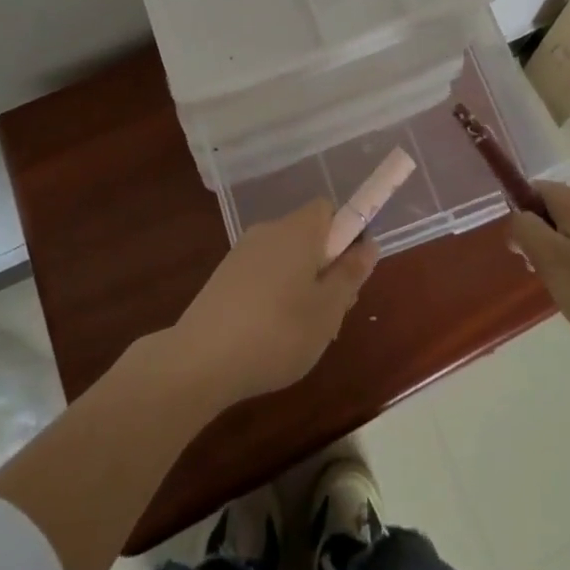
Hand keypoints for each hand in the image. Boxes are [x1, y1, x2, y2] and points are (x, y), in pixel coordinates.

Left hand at [171, 199, 379, 405]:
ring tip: (305, 334)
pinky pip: (264, 274)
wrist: (201, 359)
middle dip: (327, 267)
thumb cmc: (277, 331)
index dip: (347, 234)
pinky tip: (274, 337)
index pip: (329, 210)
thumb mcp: (328, 309)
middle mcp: (270, 230)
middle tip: (334, 313)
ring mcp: (243, 252)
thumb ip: (350, 274)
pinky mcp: (225, 276)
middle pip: (309, 236)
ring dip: (303, 286)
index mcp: (298, 230)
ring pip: (287, 258)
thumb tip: (368, 244)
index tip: (351, 272)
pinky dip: (276, 296)